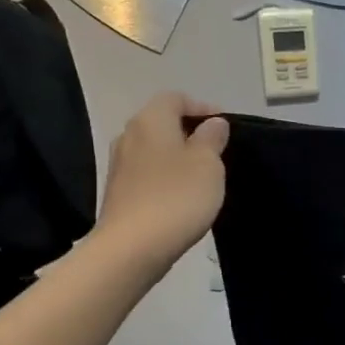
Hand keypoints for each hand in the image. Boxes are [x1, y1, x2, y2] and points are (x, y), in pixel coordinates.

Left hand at [92, 93, 228, 277]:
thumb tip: (212, 123)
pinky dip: (166, 176)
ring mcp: (120, 165)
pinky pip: (147, 173)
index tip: (224, 126)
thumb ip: (212, 138)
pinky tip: (182, 195)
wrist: (133, 247)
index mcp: (151, 120)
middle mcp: (129, 135)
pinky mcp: (119, 192)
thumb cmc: (177, 197)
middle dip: (189, 131)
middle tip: (216, 150)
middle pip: (161, 122)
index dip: (202, 107)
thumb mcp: (208, 164)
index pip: (176, 98)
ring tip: (202, 174)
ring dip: (177, 155)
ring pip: (154, 149)